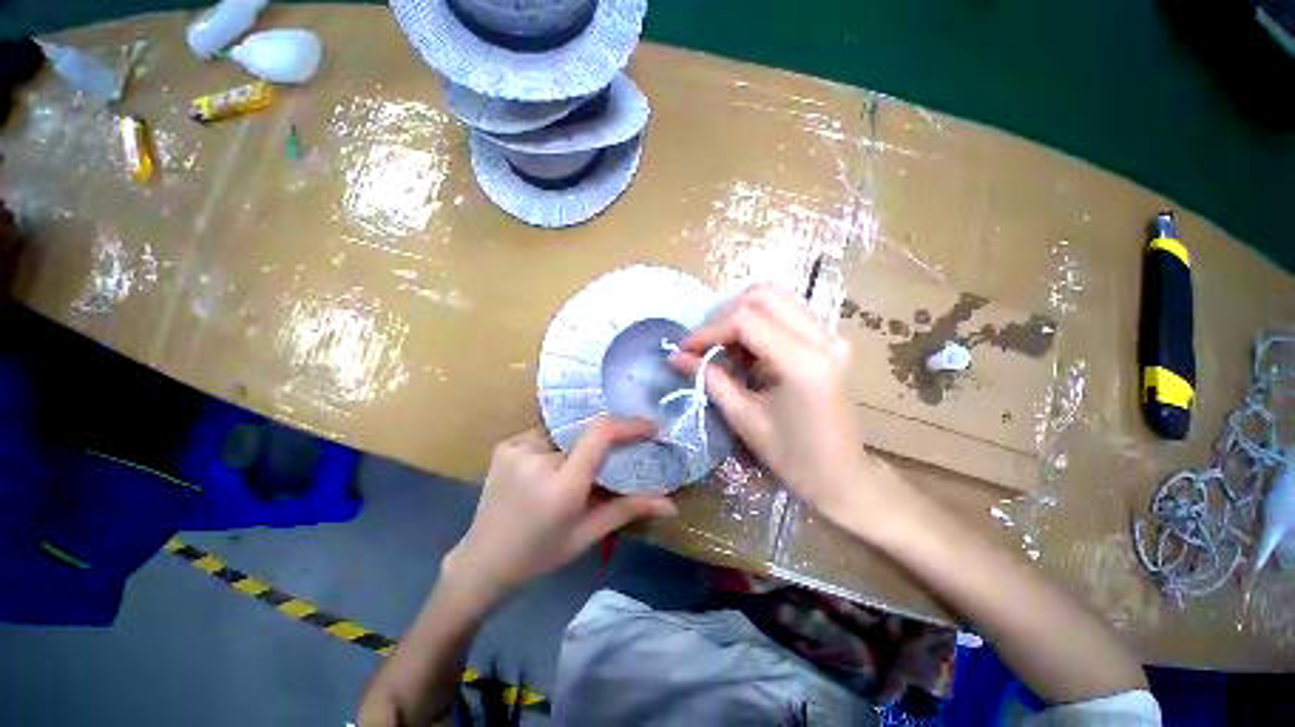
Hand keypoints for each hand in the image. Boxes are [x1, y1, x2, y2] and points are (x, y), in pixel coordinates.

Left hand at [442, 419, 677, 604]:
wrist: (482, 563)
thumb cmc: (540, 555)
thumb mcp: (588, 534)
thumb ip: (629, 509)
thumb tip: (671, 504)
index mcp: (561, 485)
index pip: (601, 434)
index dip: (629, 425)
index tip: (651, 428)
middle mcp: (537, 458)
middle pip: (586, 433)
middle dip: (604, 442)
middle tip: (615, 457)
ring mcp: (516, 448)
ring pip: (566, 433)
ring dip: (579, 446)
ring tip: (580, 468)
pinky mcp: (505, 445)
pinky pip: (545, 434)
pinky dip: (558, 446)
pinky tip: (553, 467)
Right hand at [670, 286, 896, 520]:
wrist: (843, 476)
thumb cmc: (792, 456)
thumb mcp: (743, 417)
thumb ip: (709, 378)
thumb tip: (675, 357)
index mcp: (803, 362)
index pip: (746, 319)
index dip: (709, 330)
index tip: (685, 348)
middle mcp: (822, 338)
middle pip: (763, 296)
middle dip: (725, 314)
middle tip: (705, 343)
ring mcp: (831, 336)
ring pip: (778, 298)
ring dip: (743, 314)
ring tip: (724, 345)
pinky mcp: (831, 341)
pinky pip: (790, 312)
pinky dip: (762, 320)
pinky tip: (749, 347)